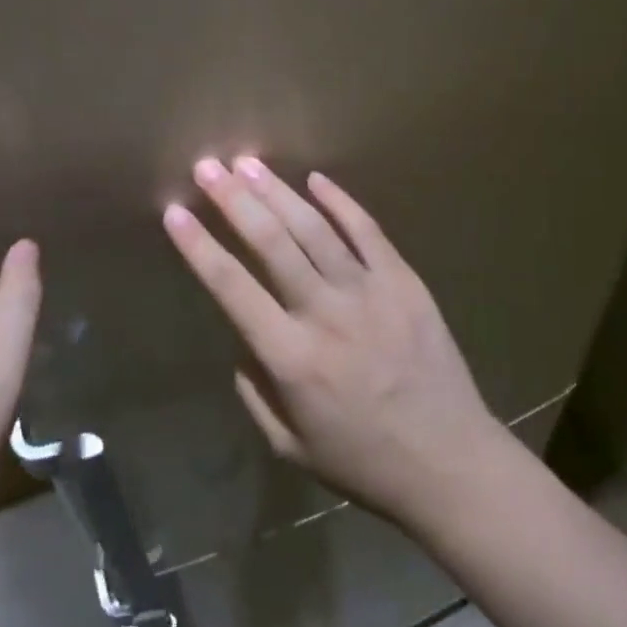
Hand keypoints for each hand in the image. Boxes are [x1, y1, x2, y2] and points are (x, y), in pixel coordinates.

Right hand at [162, 157, 508, 526]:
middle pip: (272, 243)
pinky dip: (340, 202)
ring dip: (277, 192)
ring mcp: (369, 292)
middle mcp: (326, 314)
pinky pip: (367, 231)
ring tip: (248, 162)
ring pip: (314, 229)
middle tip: (208, 167)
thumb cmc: (363, 461)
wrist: (451, 464)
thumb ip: (255, 390)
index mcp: (292, 358)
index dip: (199, 247)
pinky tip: (315, 179)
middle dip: (234, 200)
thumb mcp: (290, 446)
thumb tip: (242, 338)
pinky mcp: (404, 282)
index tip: (175, 213)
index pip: (232, 288)